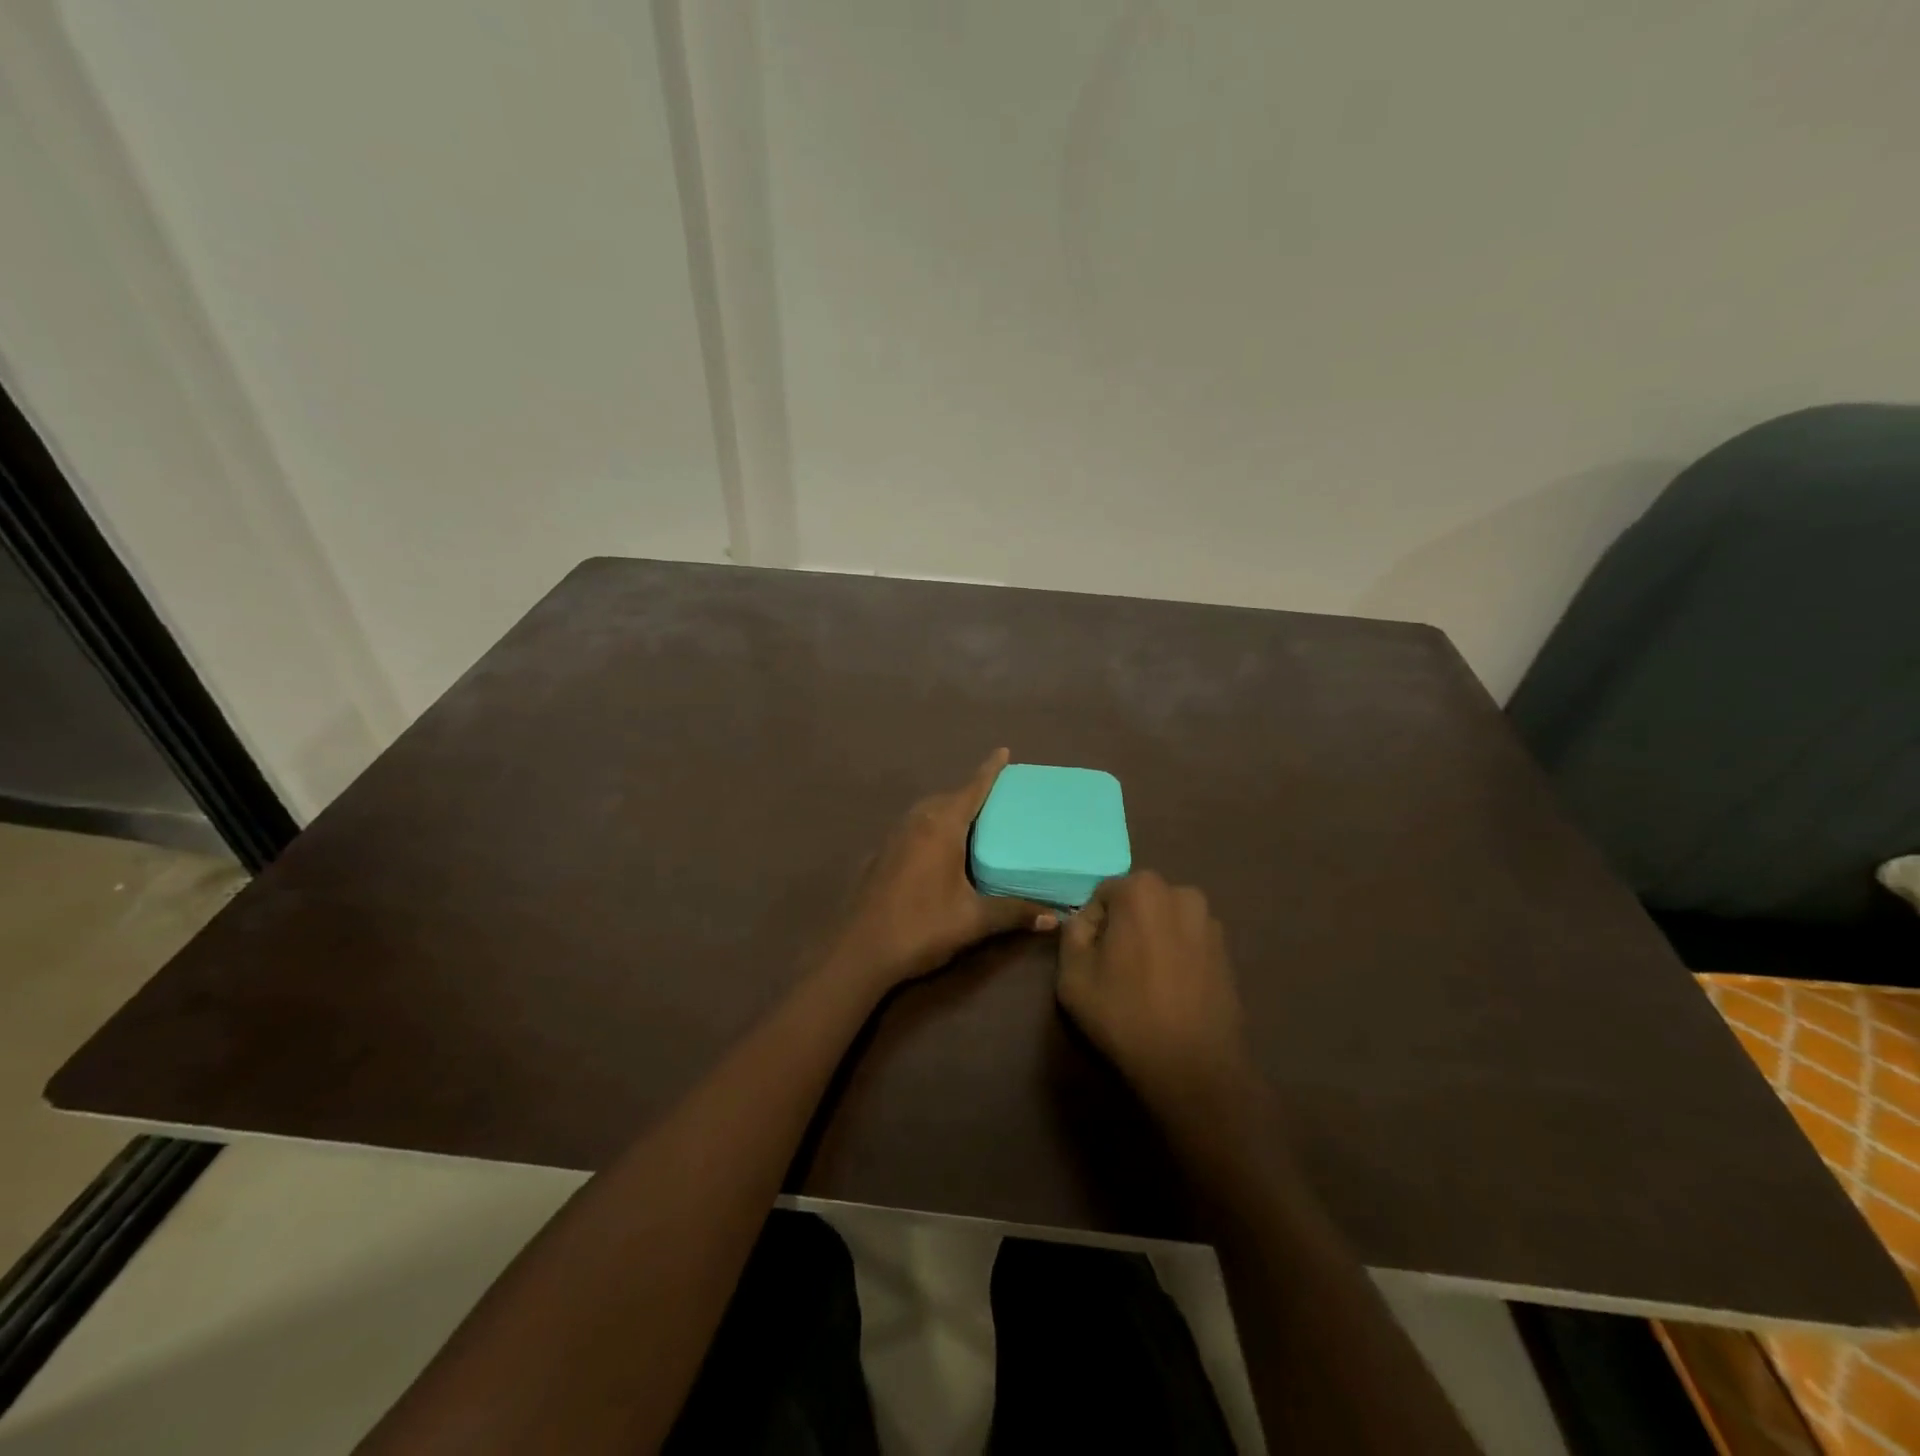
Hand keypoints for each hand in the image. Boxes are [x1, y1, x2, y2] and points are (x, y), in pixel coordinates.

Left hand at [826, 749, 1058, 990]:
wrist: (859, 951)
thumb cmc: (920, 927)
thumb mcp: (973, 920)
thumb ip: (1013, 913)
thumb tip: (1054, 917)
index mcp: (941, 828)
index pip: (971, 789)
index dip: (989, 771)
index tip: (1003, 751)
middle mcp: (916, 823)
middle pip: (948, 797)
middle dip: (971, 793)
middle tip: (997, 799)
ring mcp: (893, 837)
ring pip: (927, 812)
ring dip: (948, 809)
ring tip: (972, 822)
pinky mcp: (880, 855)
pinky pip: (913, 828)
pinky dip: (931, 828)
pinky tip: (938, 851)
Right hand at [1056, 872, 1254, 1110]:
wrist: (1193, 1066)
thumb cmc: (1125, 1014)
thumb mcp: (1072, 974)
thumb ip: (1072, 934)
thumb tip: (1085, 922)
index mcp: (1141, 890)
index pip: (1102, 895)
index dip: (1091, 926)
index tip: (1091, 959)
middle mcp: (1181, 893)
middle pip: (1137, 902)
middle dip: (1123, 927)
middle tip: (1115, 969)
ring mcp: (1210, 921)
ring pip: (1164, 921)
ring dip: (1152, 939)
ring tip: (1145, 980)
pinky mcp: (1227, 950)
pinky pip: (1188, 941)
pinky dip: (1176, 955)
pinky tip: (1171, 989)